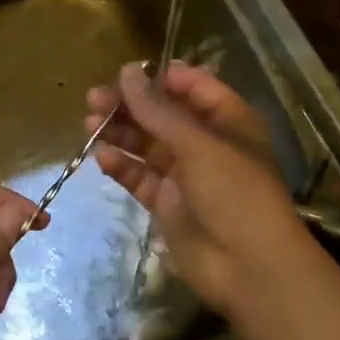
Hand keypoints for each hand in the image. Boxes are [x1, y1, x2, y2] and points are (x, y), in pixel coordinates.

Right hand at [88, 60, 308, 316]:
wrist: (249, 268)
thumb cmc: (234, 191)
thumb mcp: (197, 143)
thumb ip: (157, 109)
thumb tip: (126, 71)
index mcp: (227, 120)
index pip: (193, 86)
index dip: (161, 77)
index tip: (127, 73)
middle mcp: (206, 143)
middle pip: (163, 114)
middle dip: (130, 105)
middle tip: (94, 98)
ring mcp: (185, 174)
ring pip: (147, 144)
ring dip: (120, 132)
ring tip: (89, 124)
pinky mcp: (167, 203)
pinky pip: (140, 176)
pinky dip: (122, 165)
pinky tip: (102, 157)